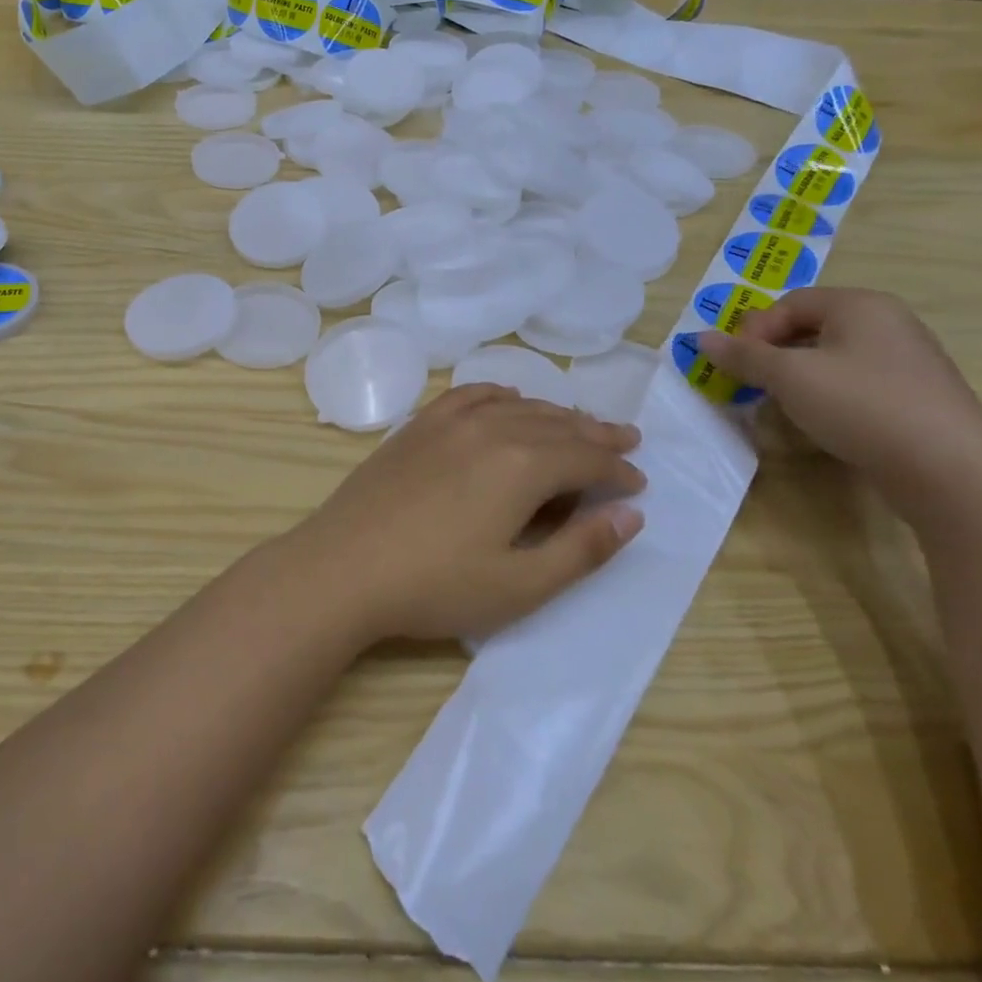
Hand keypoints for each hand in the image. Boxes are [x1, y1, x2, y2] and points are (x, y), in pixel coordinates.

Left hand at [284, 385, 644, 643]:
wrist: (342, 568)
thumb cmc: (434, 586)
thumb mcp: (519, 585)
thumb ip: (581, 549)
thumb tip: (631, 515)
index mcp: (522, 465)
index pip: (587, 459)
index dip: (618, 471)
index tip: (639, 483)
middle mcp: (491, 429)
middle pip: (557, 424)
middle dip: (596, 434)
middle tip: (626, 440)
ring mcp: (448, 422)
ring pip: (517, 406)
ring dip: (554, 414)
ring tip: (578, 423)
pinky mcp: (417, 426)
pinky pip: (469, 396)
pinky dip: (498, 395)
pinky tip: (508, 400)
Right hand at [696, 287, 981, 501]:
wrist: (950, 470)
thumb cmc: (862, 407)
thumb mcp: (789, 377)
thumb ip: (743, 355)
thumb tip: (700, 338)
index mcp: (860, 305)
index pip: (789, 302)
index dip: (755, 330)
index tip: (739, 365)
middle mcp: (888, 322)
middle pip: (811, 326)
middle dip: (774, 353)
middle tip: (754, 384)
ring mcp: (908, 359)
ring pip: (833, 356)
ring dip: (798, 376)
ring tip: (784, 405)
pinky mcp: (917, 394)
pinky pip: (858, 381)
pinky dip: (830, 393)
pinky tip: (825, 421)